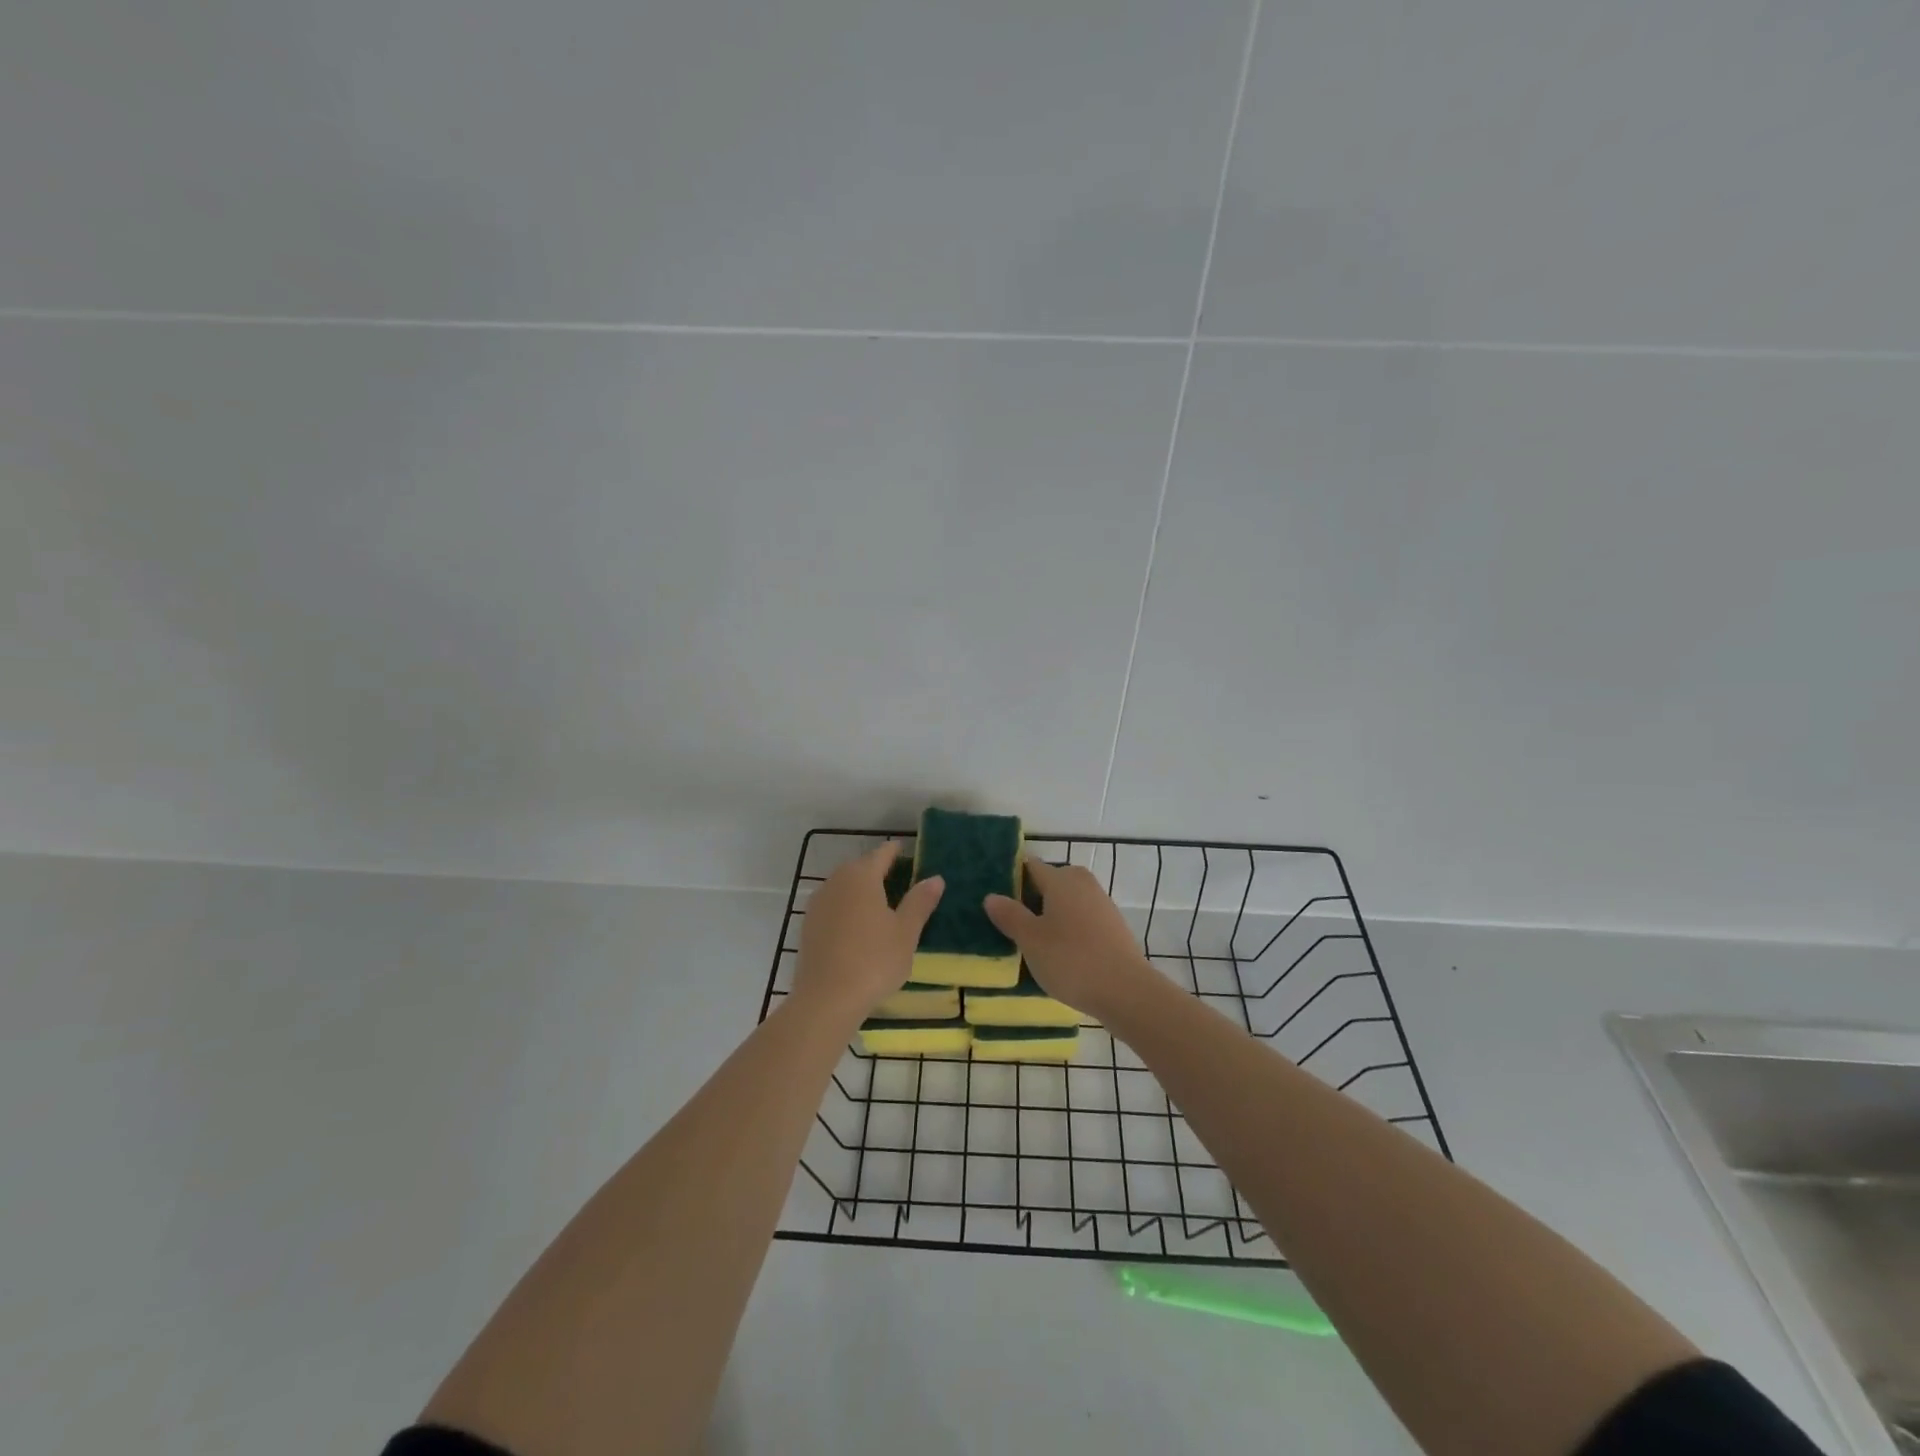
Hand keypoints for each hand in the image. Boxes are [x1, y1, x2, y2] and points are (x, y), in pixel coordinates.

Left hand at [794, 842, 944, 1017]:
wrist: (826, 999)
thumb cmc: (873, 960)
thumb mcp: (906, 932)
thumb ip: (920, 902)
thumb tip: (935, 878)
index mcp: (862, 876)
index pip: (882, 853)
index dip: (897, 852)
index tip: (909, 853)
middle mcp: (836, 881)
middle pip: (860, 867)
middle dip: (879, 870)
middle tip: (901, 881)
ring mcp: (818, 903)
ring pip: (844, 886)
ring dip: (861, 890)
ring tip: (881, 905)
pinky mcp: (808, 925)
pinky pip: (833, 906)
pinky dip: (847, 908)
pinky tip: (858, 927)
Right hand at [984, 858, 1156, 1022]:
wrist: (1126, 991)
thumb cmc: (1071, 960)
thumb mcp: (1031, 940)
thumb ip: (1010, 915)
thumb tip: (991, 896)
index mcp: (1061, 880)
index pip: (1032, 866)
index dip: (1013, 876)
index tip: (996, 893)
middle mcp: (1083, 884)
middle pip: (1053, 881)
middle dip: (1033, 895)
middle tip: (1012, 918)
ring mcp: (1102, 905)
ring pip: (1069, 900)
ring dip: (1052, 913)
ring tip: (1033, 938)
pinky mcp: (1114, 927)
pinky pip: (1083, 918)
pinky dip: (1070, 928)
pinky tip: (1060, 951)